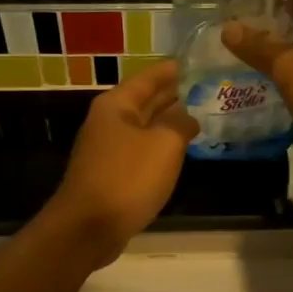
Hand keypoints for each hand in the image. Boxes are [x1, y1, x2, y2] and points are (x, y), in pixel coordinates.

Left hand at [42, 60, 196, 261]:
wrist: (87, 228)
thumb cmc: (127, 178)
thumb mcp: (164, 144)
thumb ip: (180, 123)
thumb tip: (189, 116)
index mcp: (117, 105)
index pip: (149, 77)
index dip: (173, 70)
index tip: (195, 63)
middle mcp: (108, 121)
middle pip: (144, 101)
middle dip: (172, 95)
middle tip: (205, 88)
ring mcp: (107, 149)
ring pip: (143, 127)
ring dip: (167, 121)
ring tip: (198, 116)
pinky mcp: (110, 174)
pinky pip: (140, 150)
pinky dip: (159, 145)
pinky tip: (176, 152)